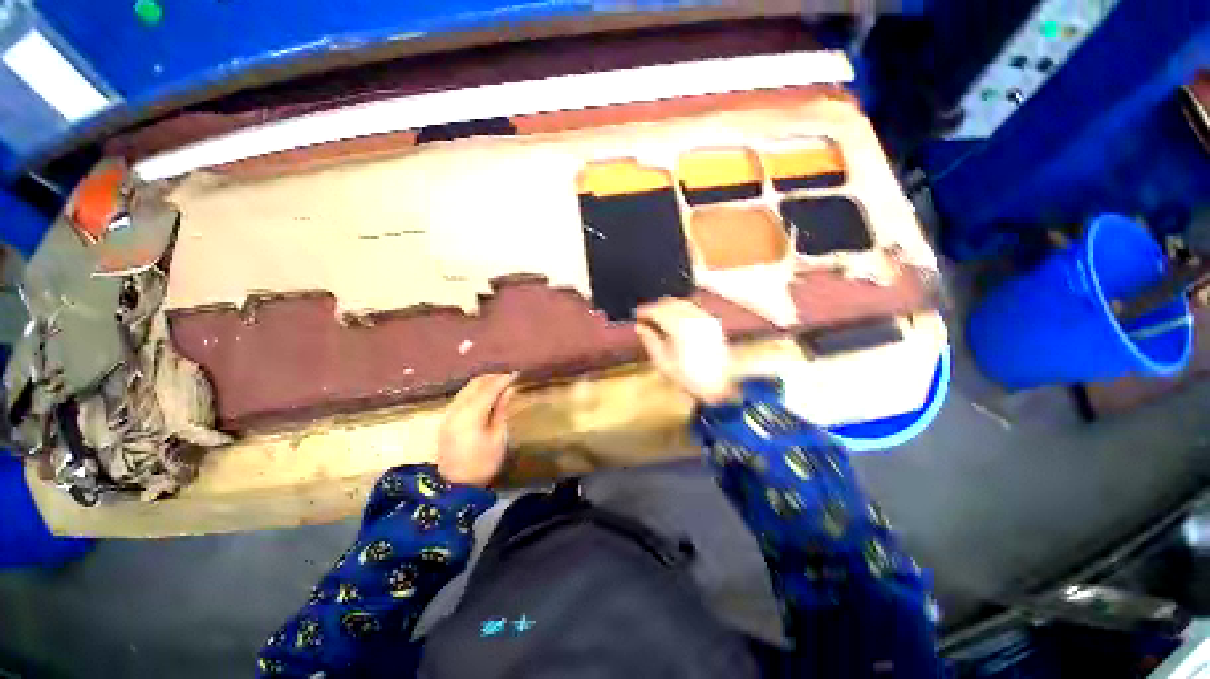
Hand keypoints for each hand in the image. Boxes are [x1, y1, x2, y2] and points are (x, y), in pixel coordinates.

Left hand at [437, 373, 516, 486]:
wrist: (454, 486)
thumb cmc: (482, 463)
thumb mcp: (498, 437)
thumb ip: (501, 410)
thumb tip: (508, 390)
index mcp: (471, 414)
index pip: (489, 388)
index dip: (504, 379)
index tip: (517, 374)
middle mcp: (457, 409)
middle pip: (475, 383)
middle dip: (493, 377)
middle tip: (510, 378)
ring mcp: (449, 413)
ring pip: (467, 388)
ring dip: (484, 383)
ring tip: (500, 384)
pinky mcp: (447, 419)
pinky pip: (462, 396)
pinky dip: (475, 390)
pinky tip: (487, 395)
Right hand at [635, 298, 738, 405]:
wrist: (718, 388)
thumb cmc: (687, 378)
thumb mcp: (663, 363)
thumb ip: (650, 341)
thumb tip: (639, 326)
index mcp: (679, 327)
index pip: (658, 311)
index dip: (645, 310)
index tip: (636, 315)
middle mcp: (694, 318)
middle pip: (670, 303)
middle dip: (656, 307)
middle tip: (645, 315)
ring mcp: (706, 319)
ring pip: (683, 303)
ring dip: (668, 306)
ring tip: (658, 316)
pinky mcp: (713, 323)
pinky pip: (694, 308)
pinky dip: (682, 309)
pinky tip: (675, 318)